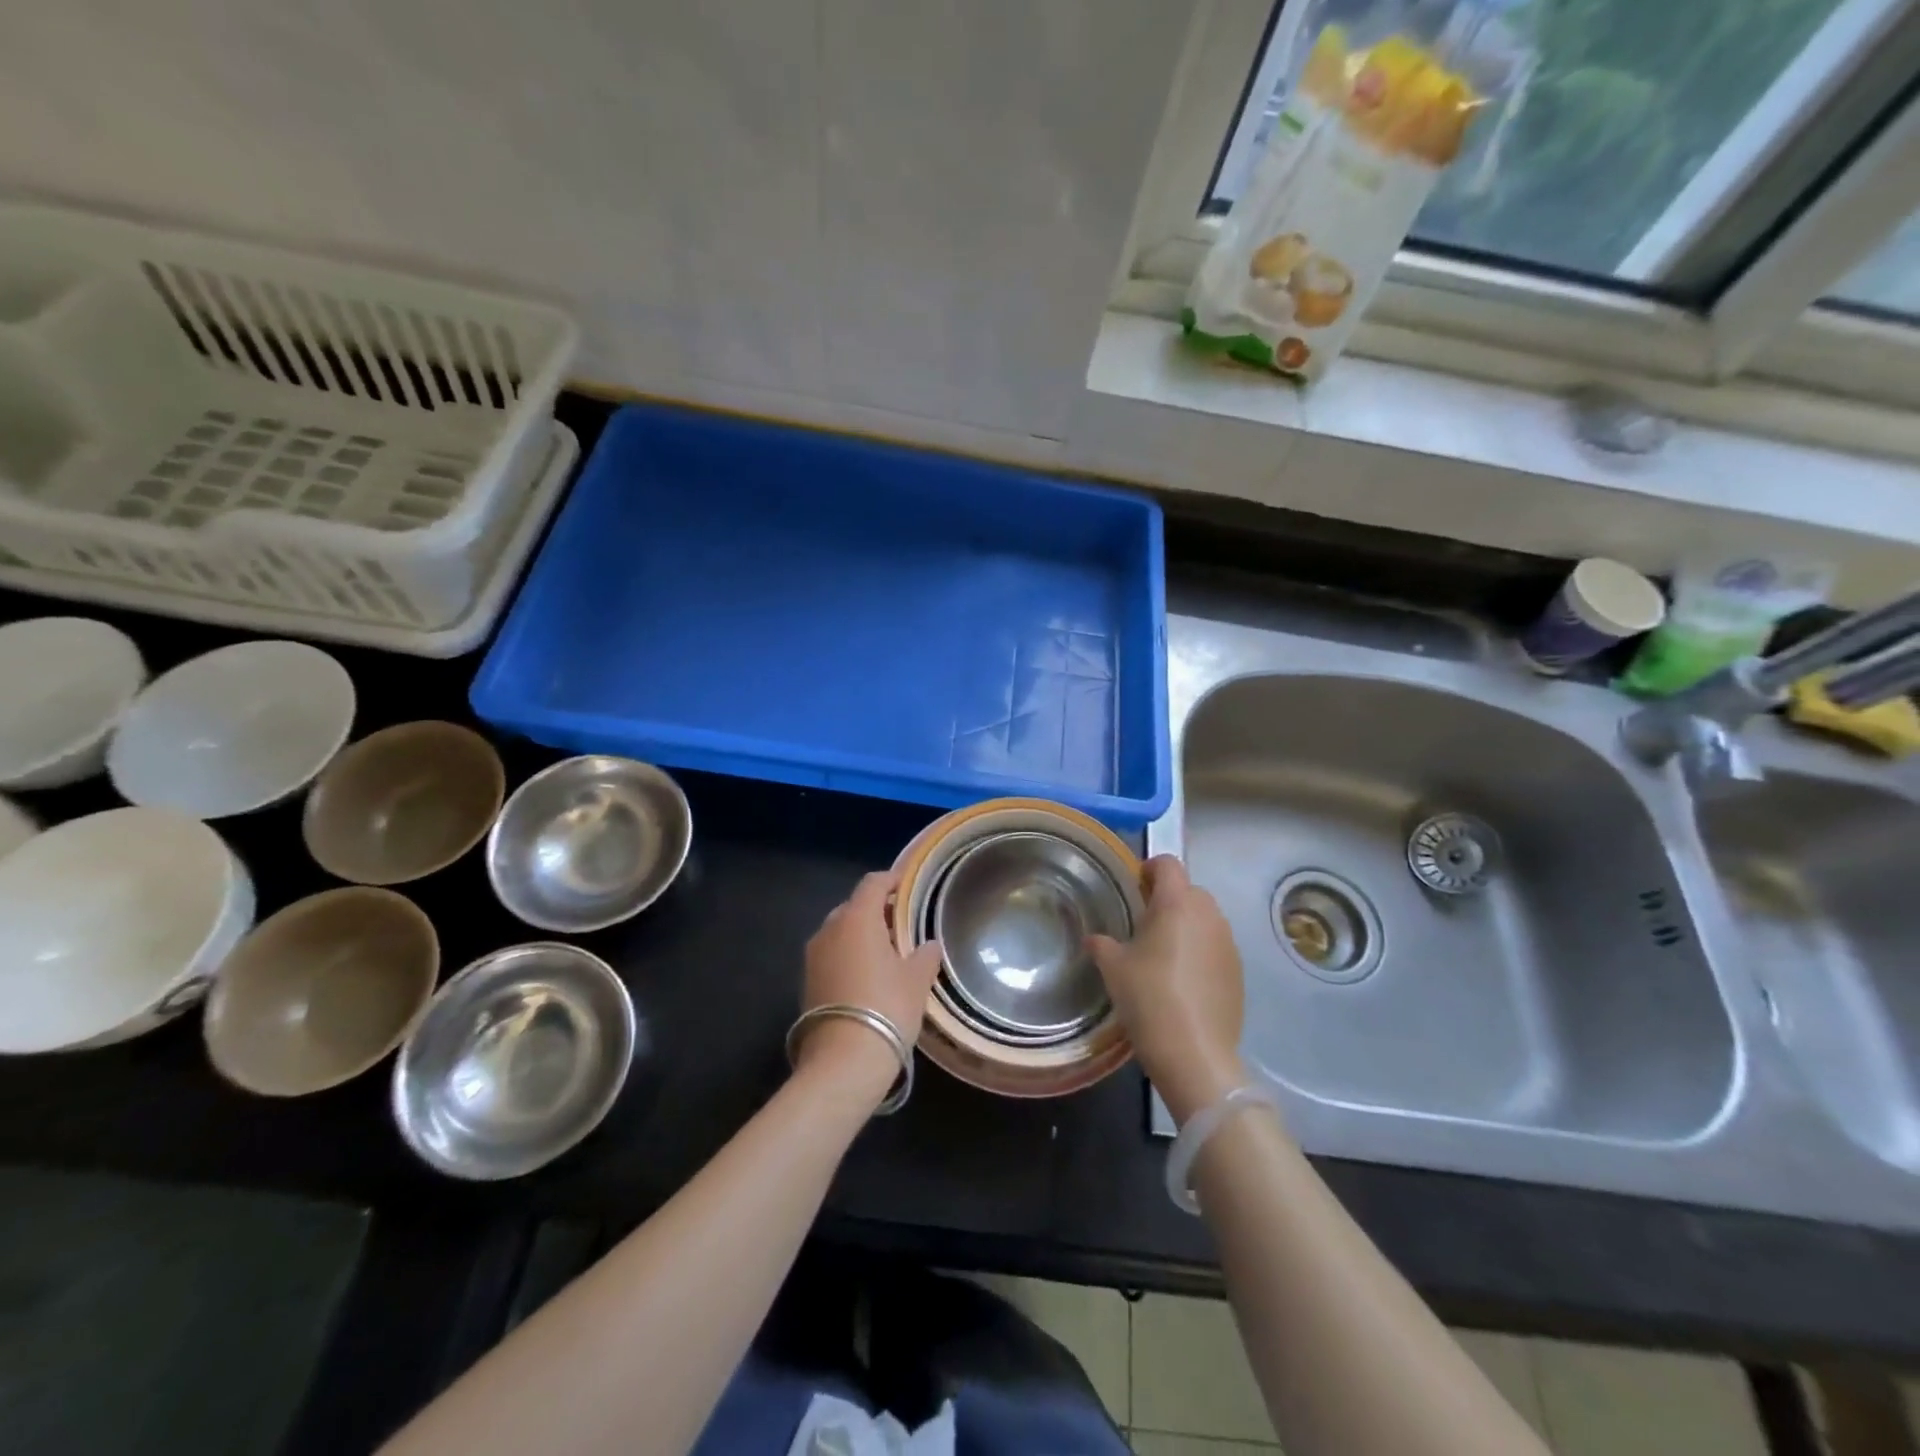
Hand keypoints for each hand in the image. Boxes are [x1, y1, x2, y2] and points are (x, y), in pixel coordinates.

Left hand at [796, 869, 941, 1104]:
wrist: (843, 1060)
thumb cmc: (887, 1007)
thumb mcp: (917, 980)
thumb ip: (925, 955)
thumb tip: (929, 945)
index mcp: (857, 918)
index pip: (873, 883)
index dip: (891, 880)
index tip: (907, 886)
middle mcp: (829, 929)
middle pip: (854, 907)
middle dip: (876, 911)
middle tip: (901, 925)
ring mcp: (813, 956)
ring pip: (840, 932)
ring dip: (861, 935)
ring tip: (886, 953)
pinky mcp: (806, 982)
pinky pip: (831, 956)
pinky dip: (848, 956)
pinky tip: (867, 977)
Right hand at [1088, 855, 1247, 1124]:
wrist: (1194, 1052)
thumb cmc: (1148, 998)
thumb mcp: (1113, 968)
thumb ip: (1102, 944)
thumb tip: (1095, 939)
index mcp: (1177, 903)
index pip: (1168, 864)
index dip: (1149, 869)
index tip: (1134, 887)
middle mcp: (1208, 914)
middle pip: (1188, 890)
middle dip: (1167, 899)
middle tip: (1143, 924)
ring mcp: (1228, 942)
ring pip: (1205, 918)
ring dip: (1185, 925)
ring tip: (1163, 953)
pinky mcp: (1239, 970)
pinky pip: (1216, 945)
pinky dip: (1200, 950)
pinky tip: (1183, 980)